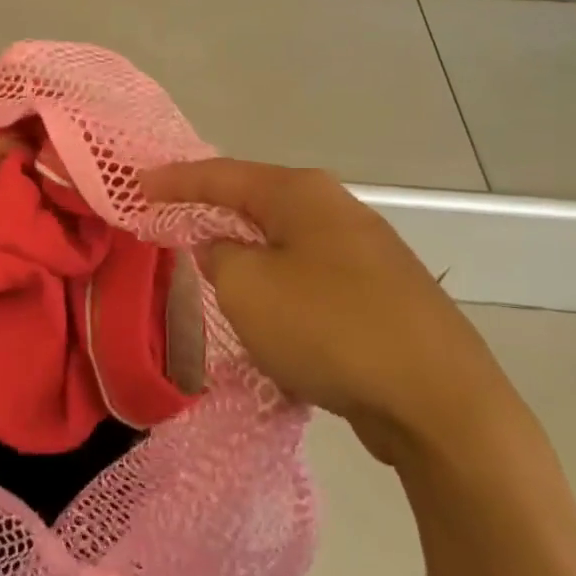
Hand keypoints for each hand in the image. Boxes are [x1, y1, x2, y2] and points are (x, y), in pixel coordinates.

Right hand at [140, 160, 520, 465]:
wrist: (440, 402)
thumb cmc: (329, 329)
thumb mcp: (248, 288)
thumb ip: (219, 257)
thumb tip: (222, 247)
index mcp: (302, 195)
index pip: (221, 174)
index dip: (174, 180)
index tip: (135, 185)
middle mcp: (337, 210)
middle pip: (256, 201)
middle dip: (211, 211)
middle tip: (169, 218)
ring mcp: (366, 253)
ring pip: (284, 243)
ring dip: (245, 252)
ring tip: (210, 263)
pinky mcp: (382, 296)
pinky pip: (309, 277)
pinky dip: (277, 286)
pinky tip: (268, 312)